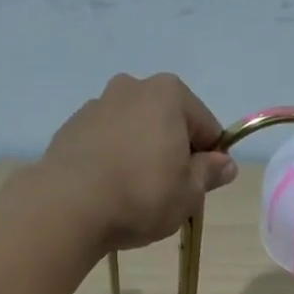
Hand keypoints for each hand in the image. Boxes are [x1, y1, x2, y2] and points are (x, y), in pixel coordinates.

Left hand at [39, 73, 237, 250]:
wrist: (68, 206)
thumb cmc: (141, 195)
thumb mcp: (189, 193)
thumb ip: (209, 173)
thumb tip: (225, 164)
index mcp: (169, 94)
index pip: (206, 126)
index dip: (210, 158)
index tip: (202, 186)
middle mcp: (132, 87)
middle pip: (168, 122)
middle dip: (173, 152)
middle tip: (170, 192)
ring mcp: (96, 105)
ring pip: (135, 131)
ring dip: (142, 154)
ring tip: (135, 194)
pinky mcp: (71, 128)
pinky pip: (106, 142)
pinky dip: (114, 160)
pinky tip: (110, 190)